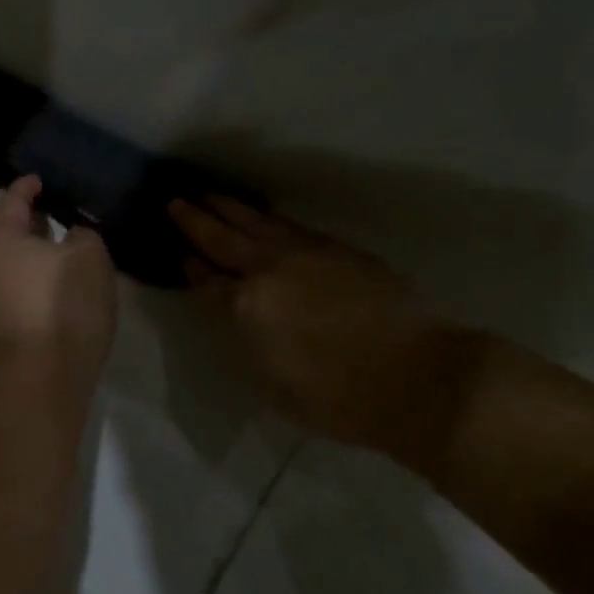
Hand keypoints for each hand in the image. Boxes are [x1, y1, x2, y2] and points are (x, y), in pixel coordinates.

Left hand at [0, 176, 117, 382]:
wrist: (45, 373)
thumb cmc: (64, 301)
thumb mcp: (88, 254)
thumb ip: (82, 233)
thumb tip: (72, 237)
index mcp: (0, 238)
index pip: (11, 200)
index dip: (27, 187)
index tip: (42, 179)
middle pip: (8, 230)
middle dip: (31, 218)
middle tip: (58, 206)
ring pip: (14, 259)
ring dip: (36, 247)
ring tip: (65, 240)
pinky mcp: (4, 321)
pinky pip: (20, 282)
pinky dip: (37, 271)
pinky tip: (61, 275)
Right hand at [168, 196, 477, 464]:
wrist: (419, 377)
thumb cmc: (338, 399)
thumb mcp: (270, 383)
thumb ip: (243, 342)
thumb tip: (231, 315)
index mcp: (244, 307)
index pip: (205, 279)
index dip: (188, 265)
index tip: (177, 252)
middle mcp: (267, 270)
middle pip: (222, 238)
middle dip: (195, 220)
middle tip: (174, 202)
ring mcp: (304, 253)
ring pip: (256, 222)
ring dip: (228, 208)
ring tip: (209, 195)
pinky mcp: (336, 248)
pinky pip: (289, 225)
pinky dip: (266, 217)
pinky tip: (262, 216)